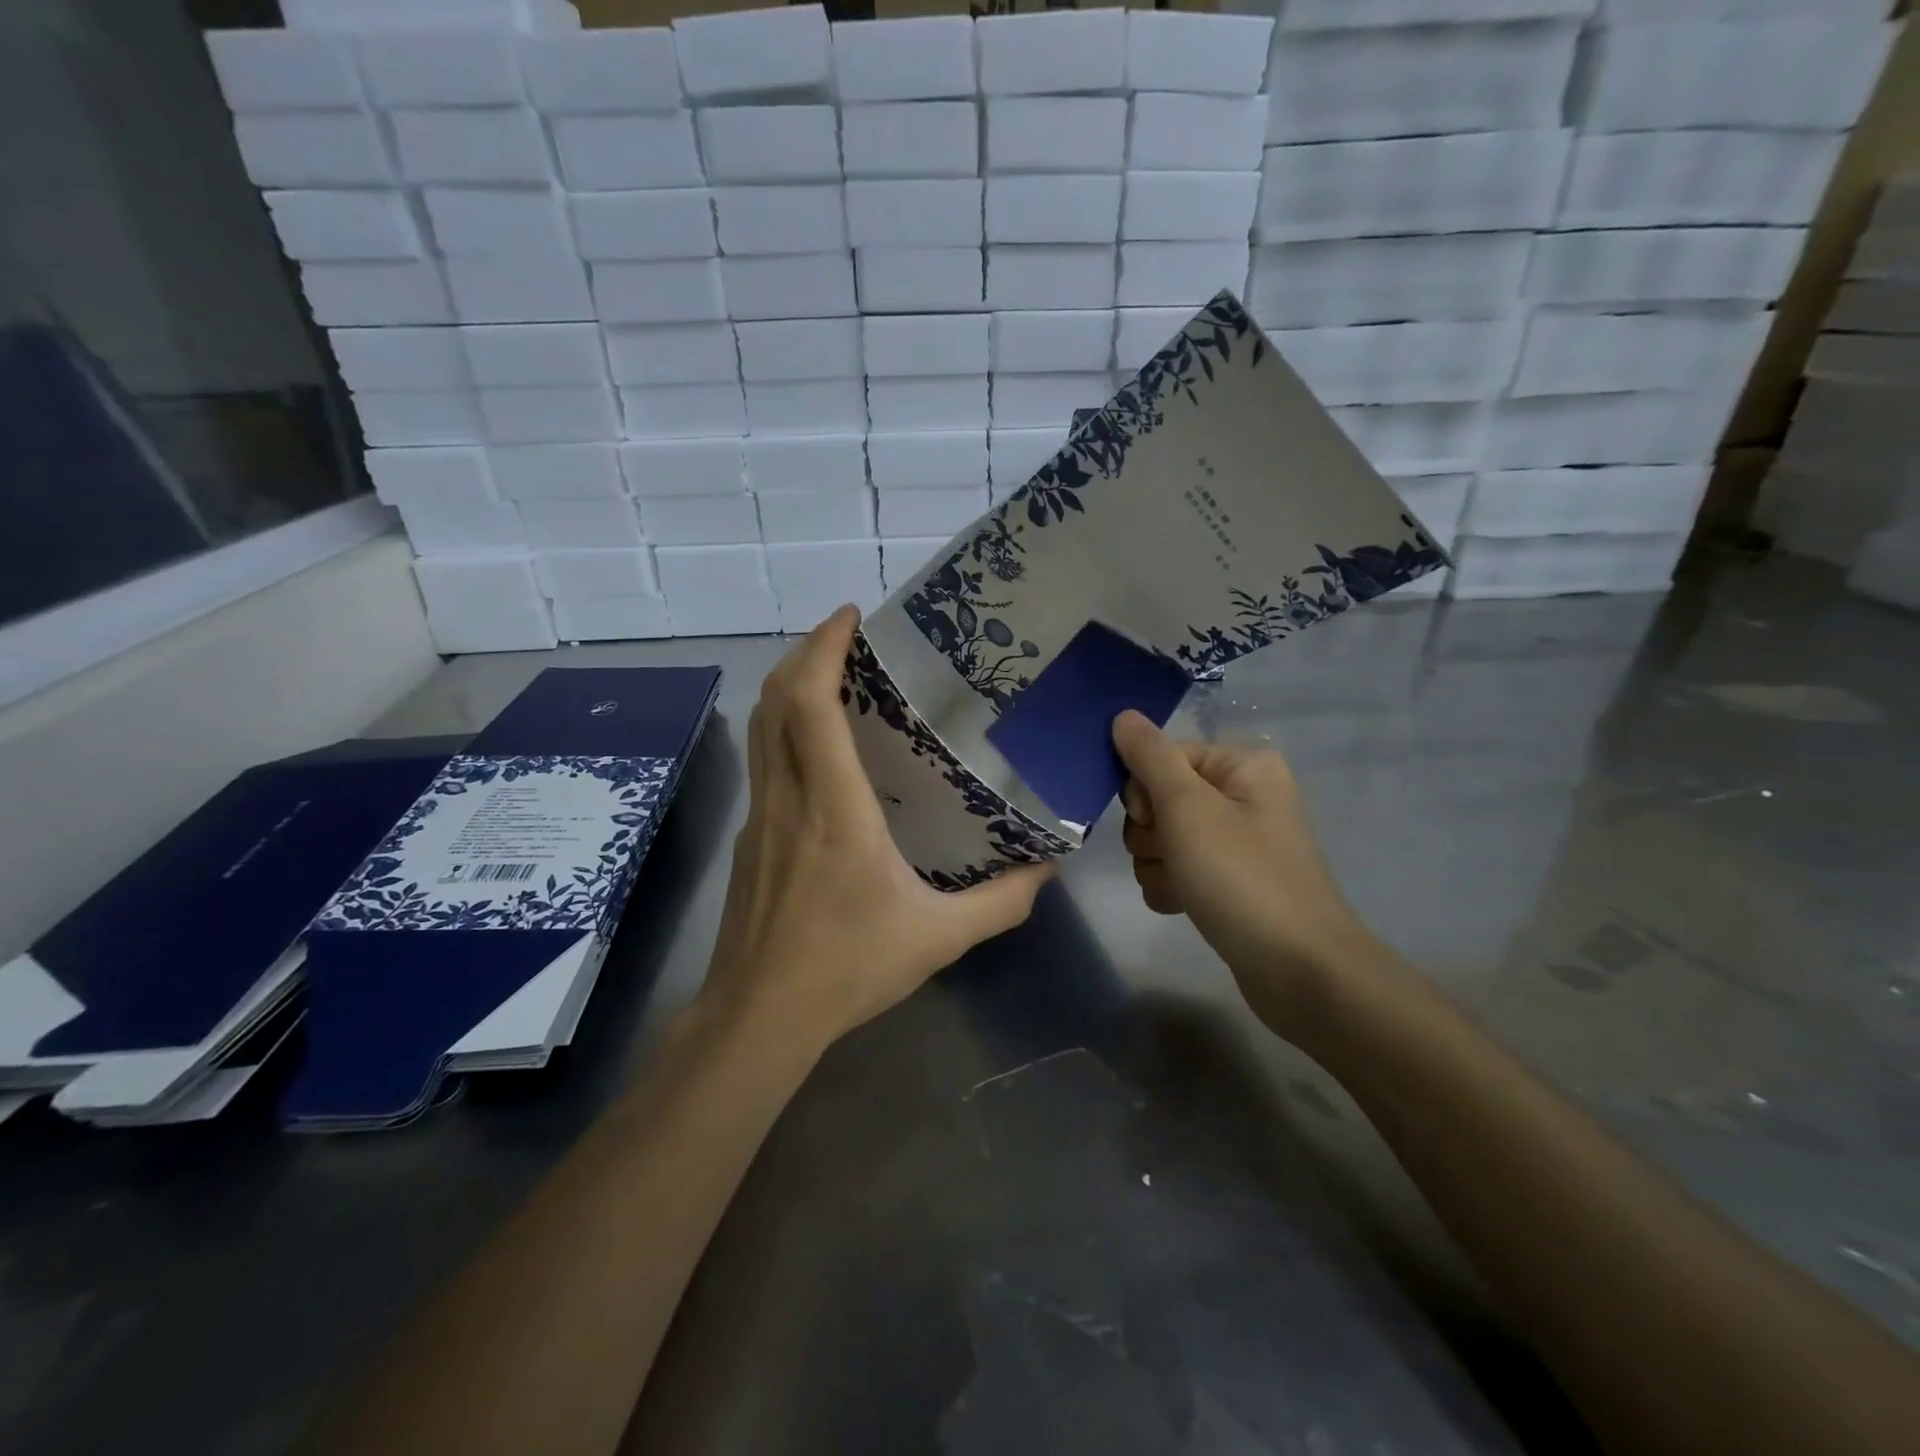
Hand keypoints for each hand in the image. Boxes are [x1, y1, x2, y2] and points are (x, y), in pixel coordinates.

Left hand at [700, 607, 1052, 1054]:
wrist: (759, 1015)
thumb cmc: (847, 968)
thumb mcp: (939, 937)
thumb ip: (1001, 902)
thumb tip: (1047, 869)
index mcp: (832, 808)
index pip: (810, 705)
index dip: (823, 649)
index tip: (851, 617)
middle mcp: (787, 797)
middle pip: (774, 700)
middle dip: (805, 652)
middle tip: (846, 634)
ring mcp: (758, 815)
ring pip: (760, 727)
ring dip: (789, 686)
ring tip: (832, 673)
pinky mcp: (749, 836)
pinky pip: (763, 760)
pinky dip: (784, 728)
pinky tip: (818, 748)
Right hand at [1111, 710, 1382, 1039]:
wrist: (1298, 970)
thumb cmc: (1241, 877)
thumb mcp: (1188, 809)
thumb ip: (1150, 758)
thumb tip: (1123, 714)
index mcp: (1241, 765)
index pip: (1162, 756)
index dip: (1146, 790)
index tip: (1158, 821)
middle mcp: (1241, 795)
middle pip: (1158, 798)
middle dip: (1151, 833)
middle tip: (1175, 856)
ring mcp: (1235, 841)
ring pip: (1161, 838)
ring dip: (1158, 865)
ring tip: (1183, 888)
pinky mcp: (1228, 880)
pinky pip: (1176, 869)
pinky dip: (1171, 886)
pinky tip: (1184, 905)